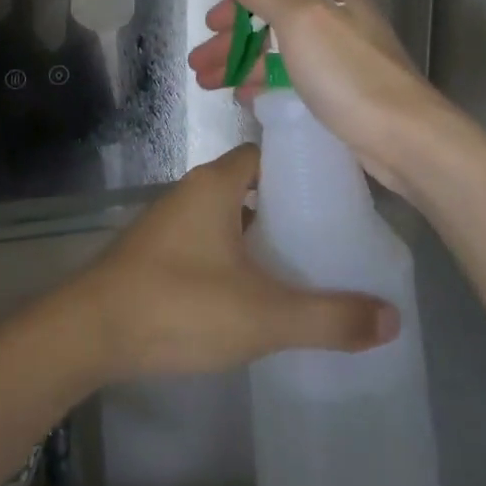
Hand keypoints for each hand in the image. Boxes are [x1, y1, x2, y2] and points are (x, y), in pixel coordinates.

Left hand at [63, 144, 397, 381]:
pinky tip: (258, 293)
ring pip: (229, 217)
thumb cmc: (180, 304)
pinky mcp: (159, 252)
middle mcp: (192, 191)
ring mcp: (171, 221)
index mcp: (215, 184)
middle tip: (333, 239)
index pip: (266, 155)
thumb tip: (393, 317)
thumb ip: (329, 317)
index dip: (301, 170)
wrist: (93, 330)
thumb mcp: (264, 315)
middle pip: (250, 187)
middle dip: (288, 209)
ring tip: (307, 267)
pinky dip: (235, 257)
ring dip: (261, 237)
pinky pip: (209, 241)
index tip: (339, 195)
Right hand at [186, 0, 473, 196]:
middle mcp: (338, 20)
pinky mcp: (342, 95)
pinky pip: (292, 80)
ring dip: (241, 65)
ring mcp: (340, 59)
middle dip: (232, 40)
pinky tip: (245, 98)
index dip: (238, 2)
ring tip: (208, 84)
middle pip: (272, 21)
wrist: (405, 140)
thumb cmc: (348, 73)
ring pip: (278, 53)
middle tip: (199, 63)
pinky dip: (265, 84)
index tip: (210, 25)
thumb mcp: (301, 20)